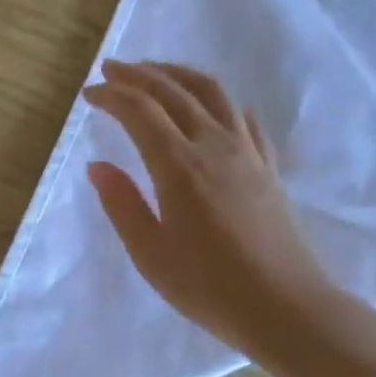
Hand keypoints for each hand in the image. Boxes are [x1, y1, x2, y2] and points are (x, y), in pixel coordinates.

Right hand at [83, 60, 337, 356]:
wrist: (286, 308)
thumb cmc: (209, 288)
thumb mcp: (150, 254)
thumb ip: (121, 204)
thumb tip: (97, 166)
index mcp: (180, 167)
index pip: (140, 111)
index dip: (111, 95)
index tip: (89, 94)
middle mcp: (214, 146)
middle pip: (174, 91)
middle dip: (139, 74)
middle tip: (111, 68)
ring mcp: (247, 152)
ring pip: (212, 92)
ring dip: (178, 74)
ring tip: (154, 73)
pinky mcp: (268, 166)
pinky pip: (242, 117)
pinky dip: (217, 100)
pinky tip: (209, 106)